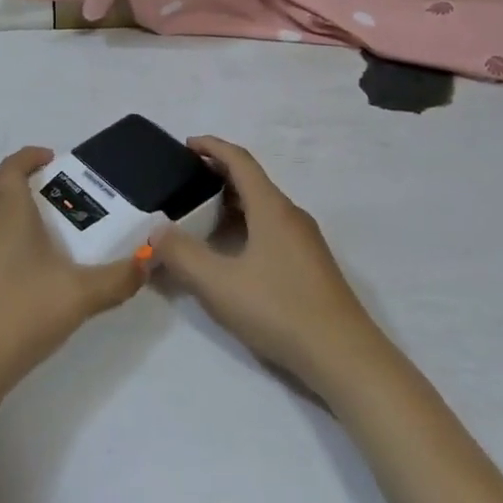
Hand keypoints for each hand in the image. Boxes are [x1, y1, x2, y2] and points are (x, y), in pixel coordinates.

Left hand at [0, 147, 148, 399]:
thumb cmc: (24, 314)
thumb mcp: (82, 295)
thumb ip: (120, 277)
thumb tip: (149, 259)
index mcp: (9, 213)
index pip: (11, 166)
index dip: (29, 155)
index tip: (53, 158)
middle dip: (20, 175)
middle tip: (52, 188)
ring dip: (9, 202)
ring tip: (43, 223)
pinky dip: (1, 229)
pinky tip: (26, 261)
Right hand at [154, 136, 388, 394]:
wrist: (345, 357)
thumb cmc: (280, 309)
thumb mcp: (219, 284)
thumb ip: (182, 255)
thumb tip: (157, 232)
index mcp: (272, 208)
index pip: (240, 160)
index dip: (212, 147)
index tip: (187, 145)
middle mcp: (291, 215)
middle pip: (252, 181)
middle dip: (218, 175)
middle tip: (186, 183)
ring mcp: (305, 240)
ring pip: (263, 206)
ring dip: (232, 202)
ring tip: (201, 216)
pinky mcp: (311, 265)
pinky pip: (272, 228)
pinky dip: (247, 224)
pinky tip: (232, 252)